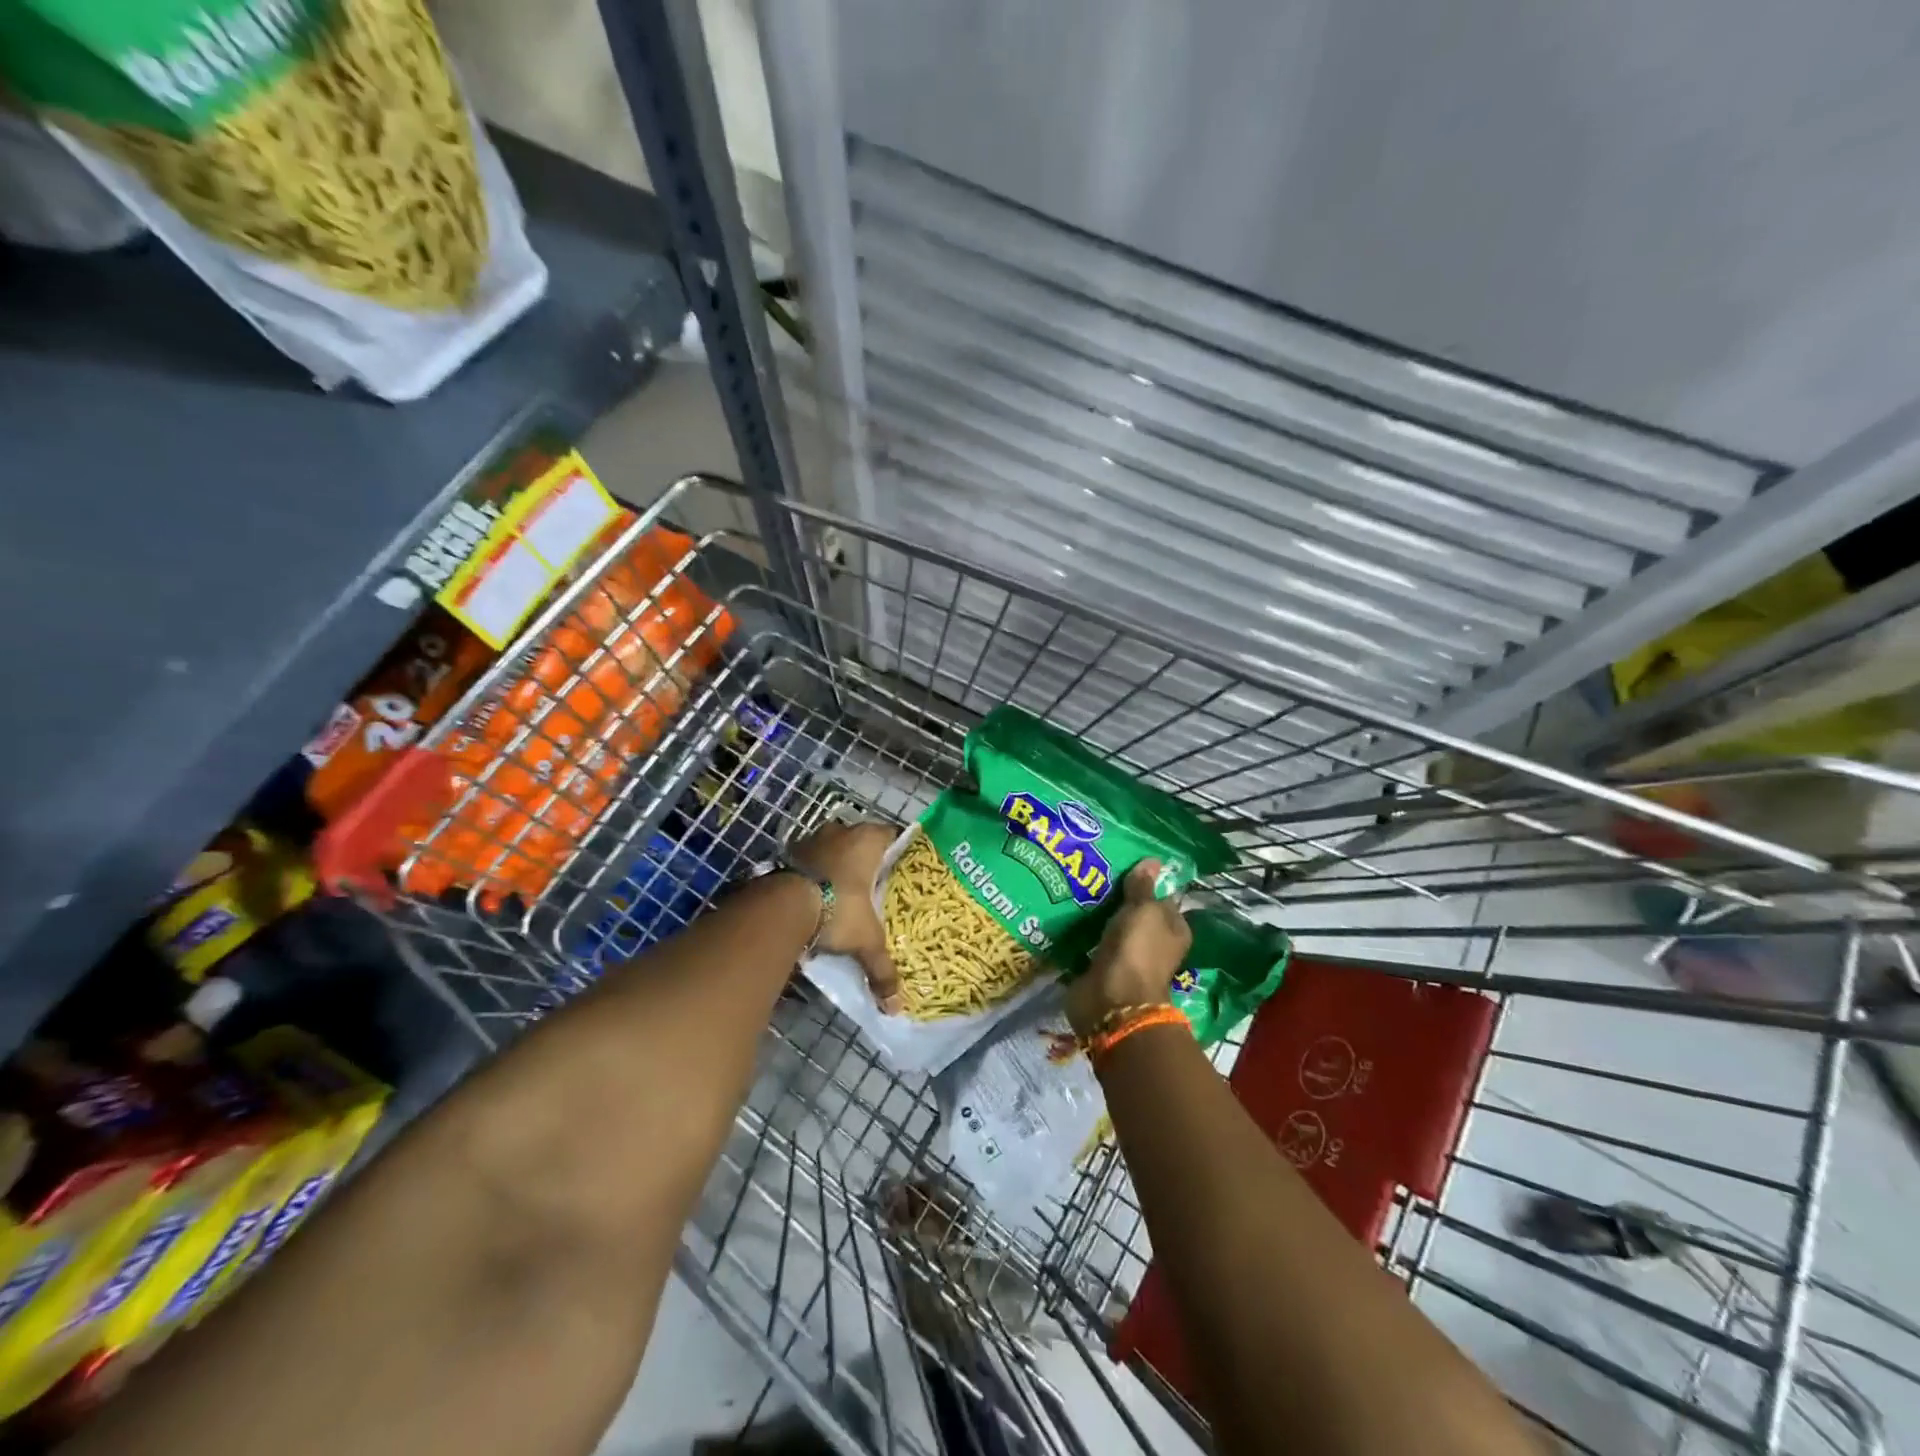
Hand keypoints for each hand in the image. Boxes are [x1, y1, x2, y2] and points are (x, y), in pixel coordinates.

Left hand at [789, 820, 902, 1013]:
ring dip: (837, 865)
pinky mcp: (787, 852)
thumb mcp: (865, 940)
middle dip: (867, 860)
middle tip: (876, 885)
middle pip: (861, 840)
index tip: (905, 869)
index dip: (900, 851)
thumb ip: (882, 968)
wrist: (781, 905)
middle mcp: (841, 831)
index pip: (893, 835)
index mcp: (868, 840)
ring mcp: (811, 839)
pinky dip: (814, 874)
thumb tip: (895, 1006)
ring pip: (833, 848)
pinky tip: (818, 896)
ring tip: (846, 893)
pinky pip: (809, 860)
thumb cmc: (837, 908)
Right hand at [1064, 859, 1190, 1038]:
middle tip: (1091, 871)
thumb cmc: (1137, 950)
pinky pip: (1089, 945)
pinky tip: (1064, 914)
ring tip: (1073, 886)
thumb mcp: (1144, 909)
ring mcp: (1124, 958)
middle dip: (1115, 897)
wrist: (1111, 1000)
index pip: (1162, 898)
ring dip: (1095, 915)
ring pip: (1109, 929)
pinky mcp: (1099, 969)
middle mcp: (1152, 944)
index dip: (1146, 882)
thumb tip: (1153, 861)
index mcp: (1173, 930)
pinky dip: (1079, 934)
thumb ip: (1143, 886)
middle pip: (1133, 914)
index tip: (1122, 862)